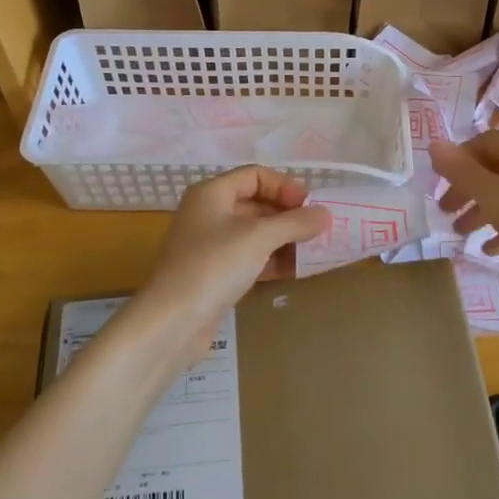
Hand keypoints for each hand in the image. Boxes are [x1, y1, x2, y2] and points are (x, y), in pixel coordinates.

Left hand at [134, 167, 328, 360]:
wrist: (172, 322)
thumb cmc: (214, 265)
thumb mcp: (259, 237)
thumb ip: (295, 223)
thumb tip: (326, 214)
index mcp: (211, 193)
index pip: (255, 176)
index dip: (285, 186)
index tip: (311, 206)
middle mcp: (207, 213)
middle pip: (255, 203)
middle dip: (287, 215)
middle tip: (318, 230)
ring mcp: (208, 245)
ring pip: (253, 233)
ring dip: (282, 239)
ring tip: (312, 251)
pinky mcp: (212, 274)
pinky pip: (248, 257)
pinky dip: (270, 260)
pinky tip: (294, 271)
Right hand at [431, 133, 498, 306]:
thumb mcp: (495, 198)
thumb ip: (461, 172)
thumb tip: (434, 143)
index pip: (485, 141)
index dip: (458, 160)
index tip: (439, 185)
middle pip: (498, 168)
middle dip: (468, 189)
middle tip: (445, 212)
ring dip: (484, 210)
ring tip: (462, 234)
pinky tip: (492, 249)